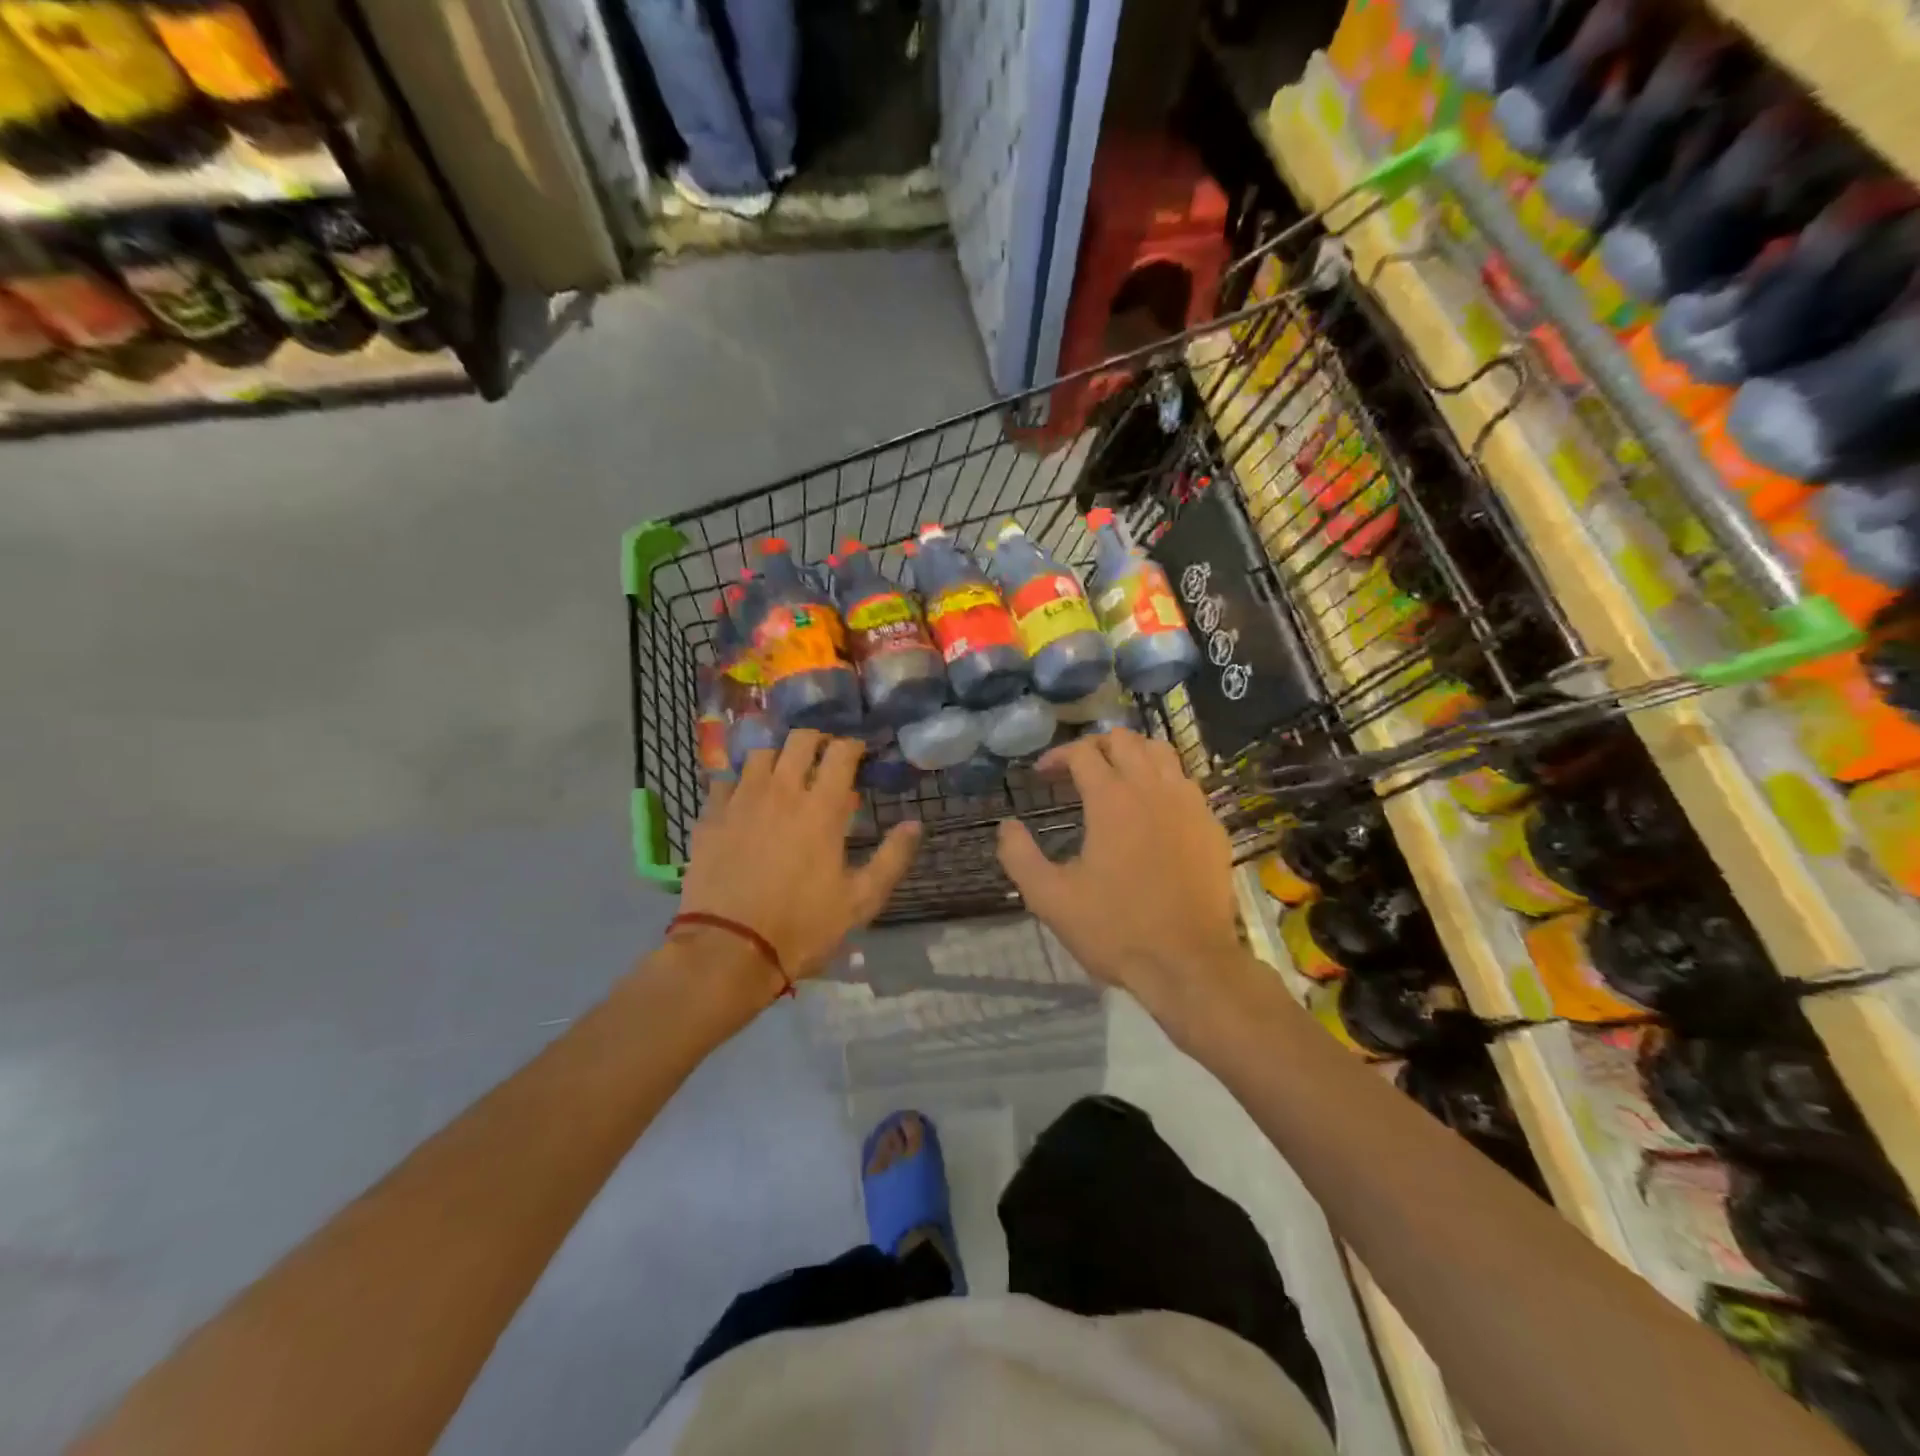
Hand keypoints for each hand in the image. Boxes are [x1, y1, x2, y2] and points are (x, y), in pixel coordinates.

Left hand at [677, 731, 921, 988]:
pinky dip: (740, 783)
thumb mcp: (860, 901)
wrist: (728, 950)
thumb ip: (891, 858)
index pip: (840, 752)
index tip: (859, 753)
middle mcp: (781, 792)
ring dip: (778, 758)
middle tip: (824, 758)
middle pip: (799, 739)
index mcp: (821, 809)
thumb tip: (915, 824)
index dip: (853, 745)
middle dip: (817, 740)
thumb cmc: (802, 927)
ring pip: (761, 754)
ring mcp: (740, 801)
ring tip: (784, 776)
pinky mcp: (709, 818)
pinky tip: (745, 800)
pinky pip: (724, 781)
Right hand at [996, 728, 1245, 1022]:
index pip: (1082, 752)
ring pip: (1161, 752)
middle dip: (1094, 746)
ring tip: (1115, 778)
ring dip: (1132, 754)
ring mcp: (1189, 804)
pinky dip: (1162, 780)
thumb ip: (1019, 856)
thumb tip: (1007, 825)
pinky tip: (1152, 809)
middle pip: (1124, 740)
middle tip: (1075, 771)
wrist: (1189, 964)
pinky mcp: (1211, 825)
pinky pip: (1186, 782)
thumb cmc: (1115, 929)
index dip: (1057, 756)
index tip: (1042, 776)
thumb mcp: (1050, 899)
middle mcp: (1153, 789)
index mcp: (1112, 800)